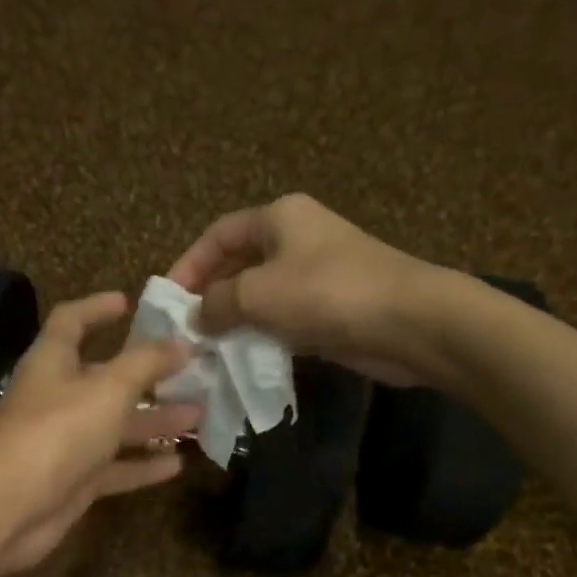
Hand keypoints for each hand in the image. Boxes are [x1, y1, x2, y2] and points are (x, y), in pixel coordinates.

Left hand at [0, 291, 200, 576]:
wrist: (9, 508)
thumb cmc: (57, 432)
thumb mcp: (109, 388)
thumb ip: (147, 363)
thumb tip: (182, 342)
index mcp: (53, 363)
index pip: (71, 322)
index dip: (97, 308)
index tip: (130, 303)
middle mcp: (58, 398)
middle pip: (105, 378)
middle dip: (147, 375)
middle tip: (191, 371)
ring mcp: (66, 443)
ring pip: (116, 426)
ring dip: (154, 421)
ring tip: (198, 416)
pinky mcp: (74, 482)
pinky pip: (115, 469)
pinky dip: (143, 465)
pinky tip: (179, 465)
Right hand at [166, 194, 427, 384]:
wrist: (408, 322)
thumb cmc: (326, 294)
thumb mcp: (257, 294)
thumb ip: (216, 304)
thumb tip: (196, 319)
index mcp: (279, 218)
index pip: (218, 235)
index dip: (188, 265)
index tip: (168, 302)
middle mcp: (296, 239)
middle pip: (238, 264)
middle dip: (209, 296)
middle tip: (185, 331)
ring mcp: (316, 275)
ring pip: (260, 295)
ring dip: (234, 320)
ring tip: (207, 349)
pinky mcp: (330, 309)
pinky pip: (283, 319)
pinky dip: (262, 335)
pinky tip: (243, 358)